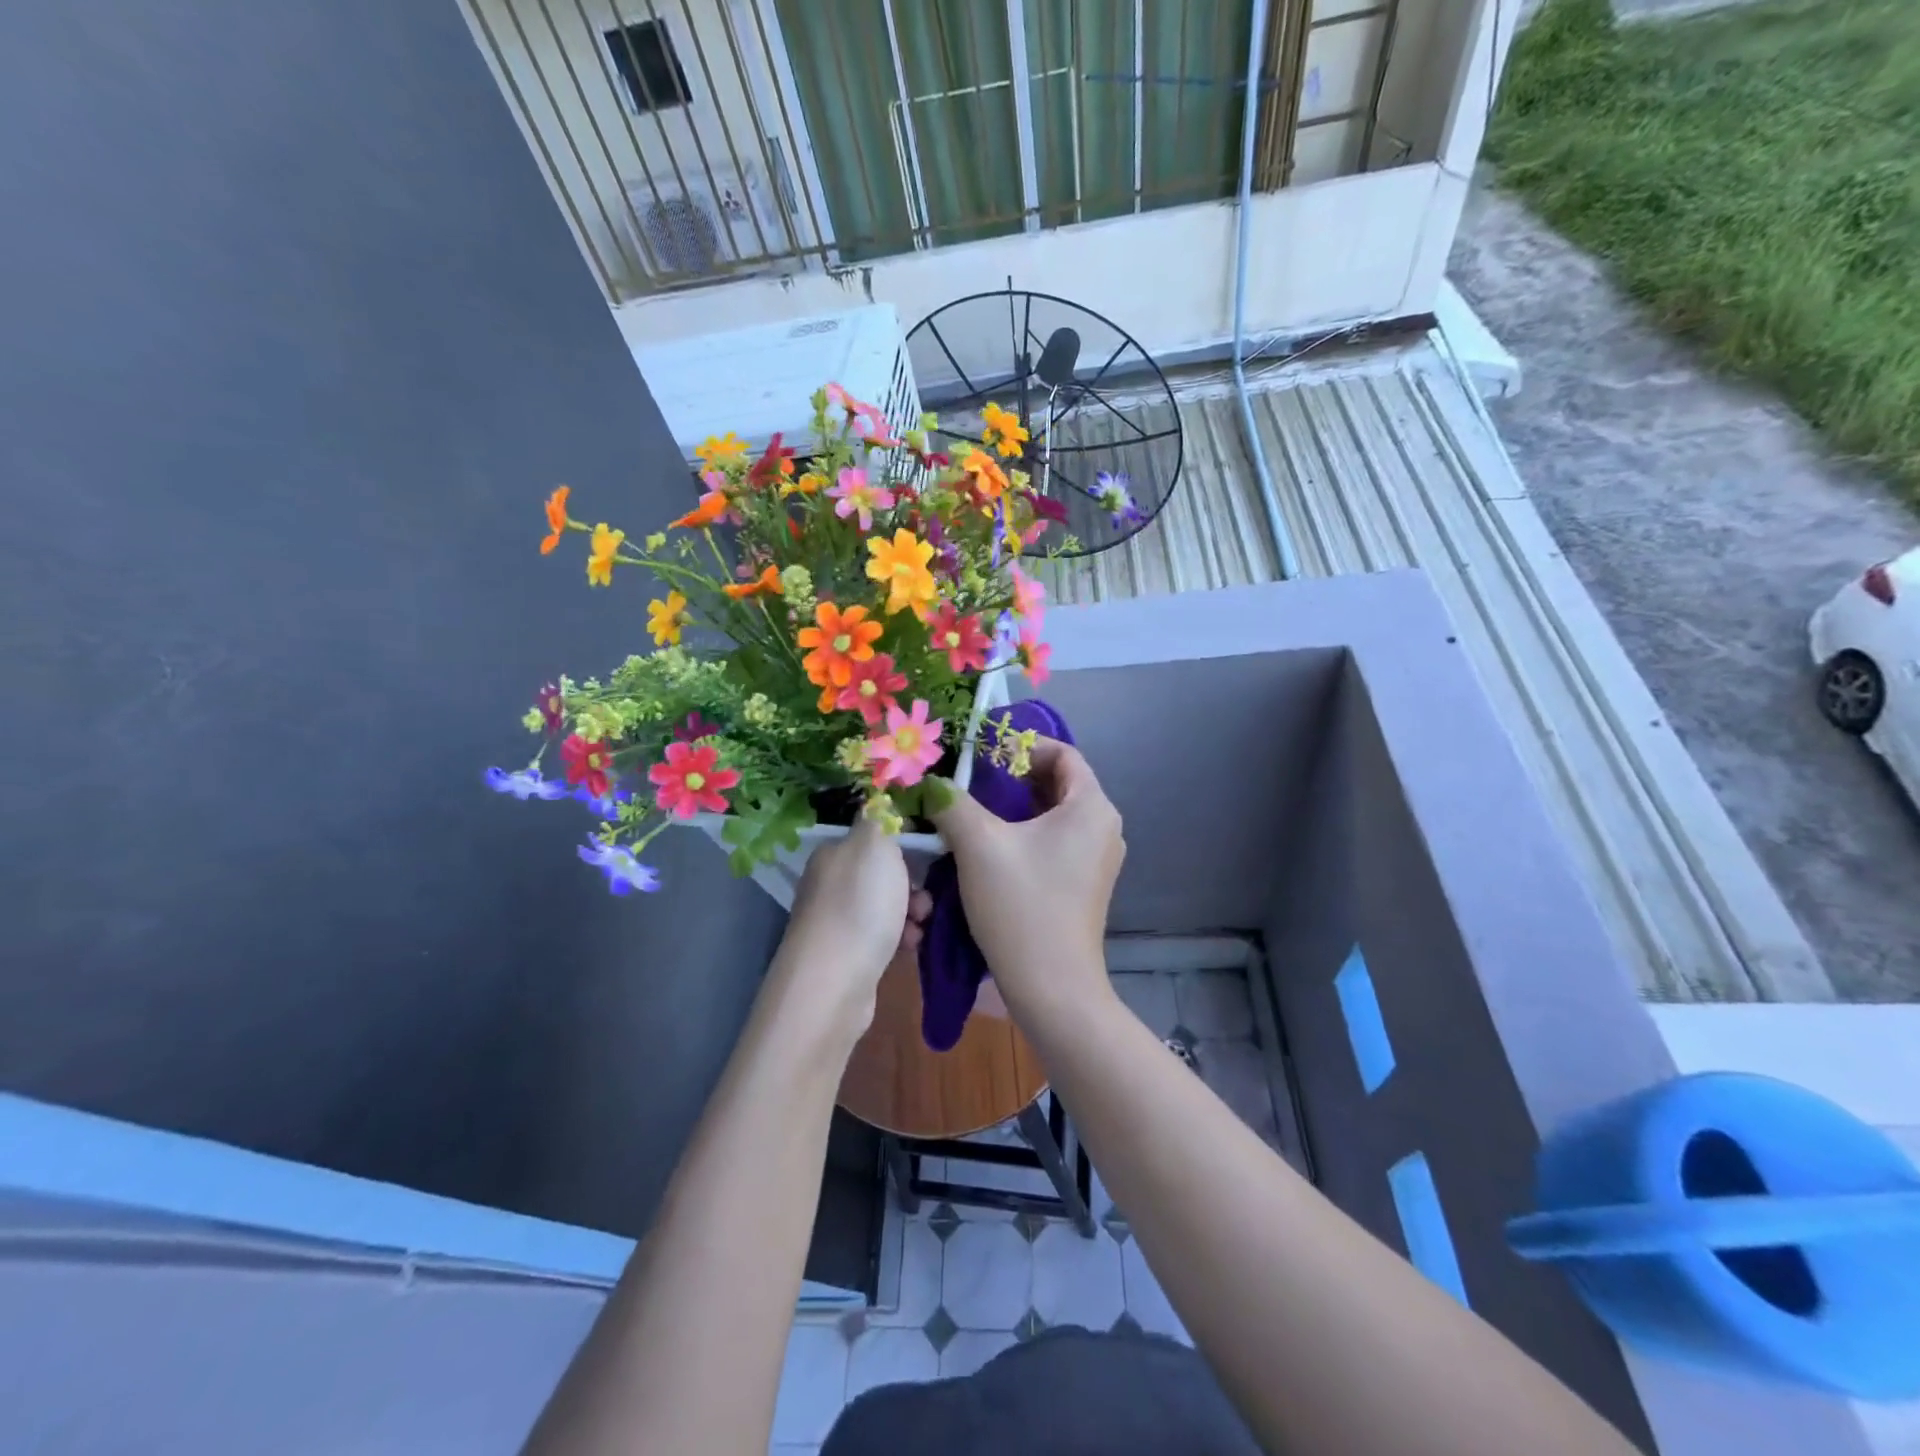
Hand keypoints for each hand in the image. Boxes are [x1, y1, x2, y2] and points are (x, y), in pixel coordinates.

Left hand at [773, 817, 927, 1037]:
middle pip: (882, 873)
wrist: (834, 982)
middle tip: (929, 896)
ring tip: (921, 924)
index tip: (929, 854)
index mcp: (833, 853)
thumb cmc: (859, 905)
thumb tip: (879, 798)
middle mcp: (829, 884)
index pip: (873, 836)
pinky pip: (882, 935)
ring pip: (886, 905)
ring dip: (911, 911)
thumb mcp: (875, 845)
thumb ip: (880, 818)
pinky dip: (900, 937)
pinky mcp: (846, 955)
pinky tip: (910, 945)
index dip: (904, 843)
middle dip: (913, 882)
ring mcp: (835, 921)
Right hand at [928, 738, 1123, 1019]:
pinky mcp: (1086, 884)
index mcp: (1091, 807)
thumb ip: (952, 802)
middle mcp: (1104, 827)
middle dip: (1013, 776)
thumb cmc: (1021, 906)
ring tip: (974, 809)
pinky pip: (1056, 841)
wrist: (1052, 988)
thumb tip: (931, 781)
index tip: (981, 752)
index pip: (1062, 753)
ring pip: (1054, 814)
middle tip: (970, 779)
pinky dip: (1026, 833)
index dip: (1021, 745)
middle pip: (1058, 783)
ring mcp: (1098, 859)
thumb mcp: (978, 845)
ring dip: (1016, 806)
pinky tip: (991, 845)